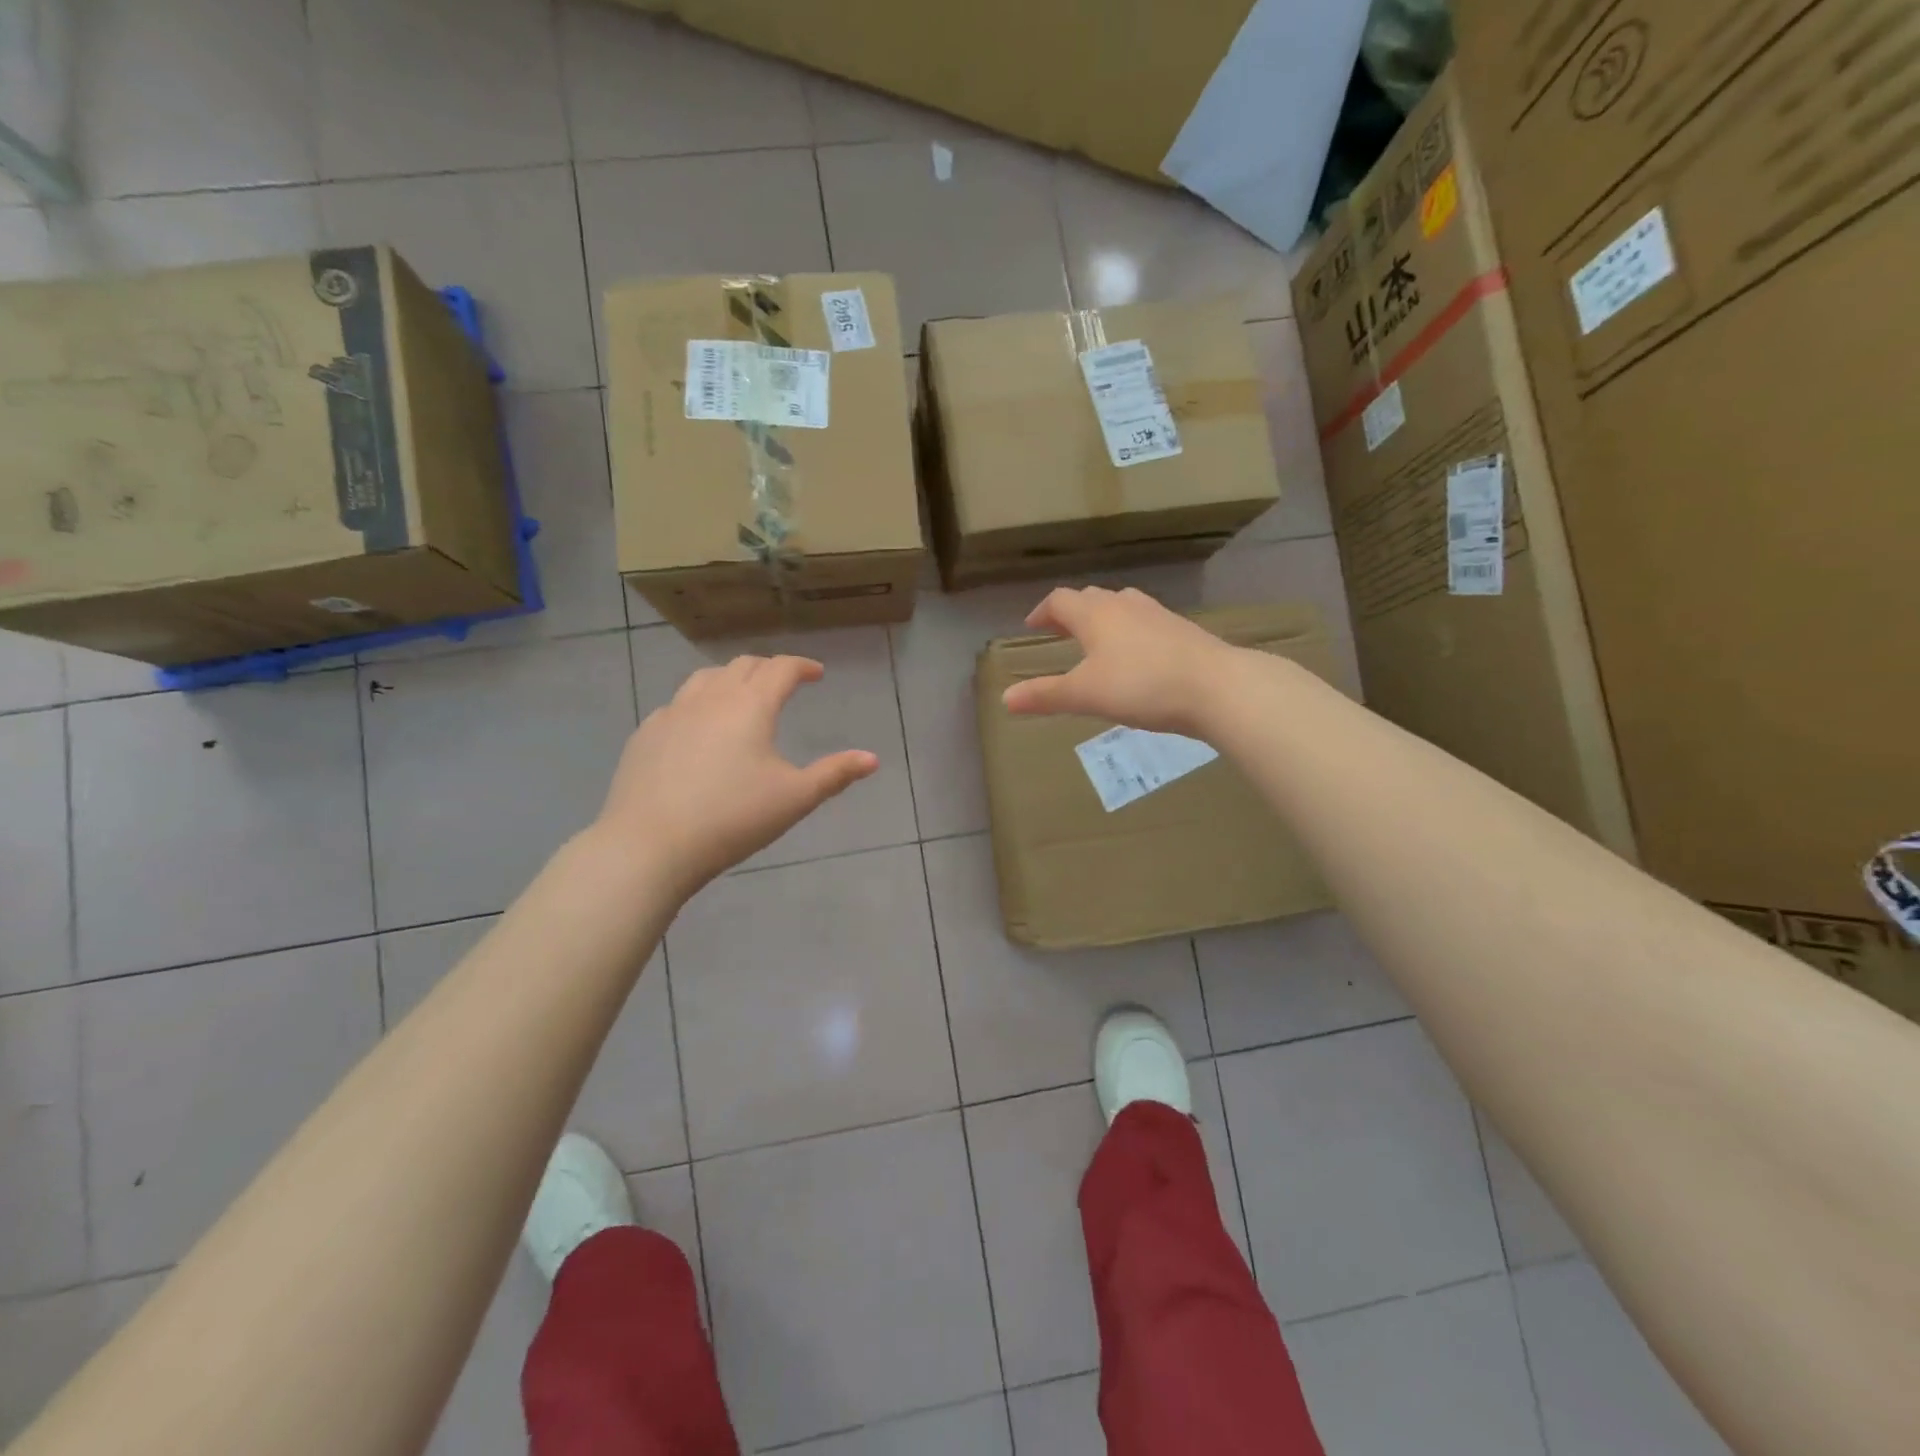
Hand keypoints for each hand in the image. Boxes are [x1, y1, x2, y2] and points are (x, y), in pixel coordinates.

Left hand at [595, 655, 876, 897]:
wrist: (650, 844)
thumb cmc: (732, 818)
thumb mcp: (794, 799)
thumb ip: (835, 774)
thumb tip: (872, 759)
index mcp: (750, 706)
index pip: (781, 669)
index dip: (802, 666)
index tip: (816, 673)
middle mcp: (711, 698)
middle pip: (743, 666)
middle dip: (768, 669)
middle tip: (783, 683)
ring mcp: (672, 713)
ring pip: (705, 678)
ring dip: (730, 679)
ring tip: (741, 697)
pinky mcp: (646, 734)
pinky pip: (678, 705)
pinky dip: (698, 704)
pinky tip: (698, 730)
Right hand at [1001, 586, 1241, 734]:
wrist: (1217, 686)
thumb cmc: (1141, 685)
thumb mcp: (1086, 694)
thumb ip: (1045, 695)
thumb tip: (1005, 698)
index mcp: (1095, 614)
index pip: (1060, 600)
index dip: (1043, 611)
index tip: (1033, 626)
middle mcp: (1124, 605)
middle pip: (1090, 598)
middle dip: (1071, 613)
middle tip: (1060, 632)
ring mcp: (1157, 614)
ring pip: (1121, 606)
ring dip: (1102, 618)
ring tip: (1097, 640)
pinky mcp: (1182, 630)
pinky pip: (1145, 622)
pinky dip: (1130, 632)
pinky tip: (1137, 656)